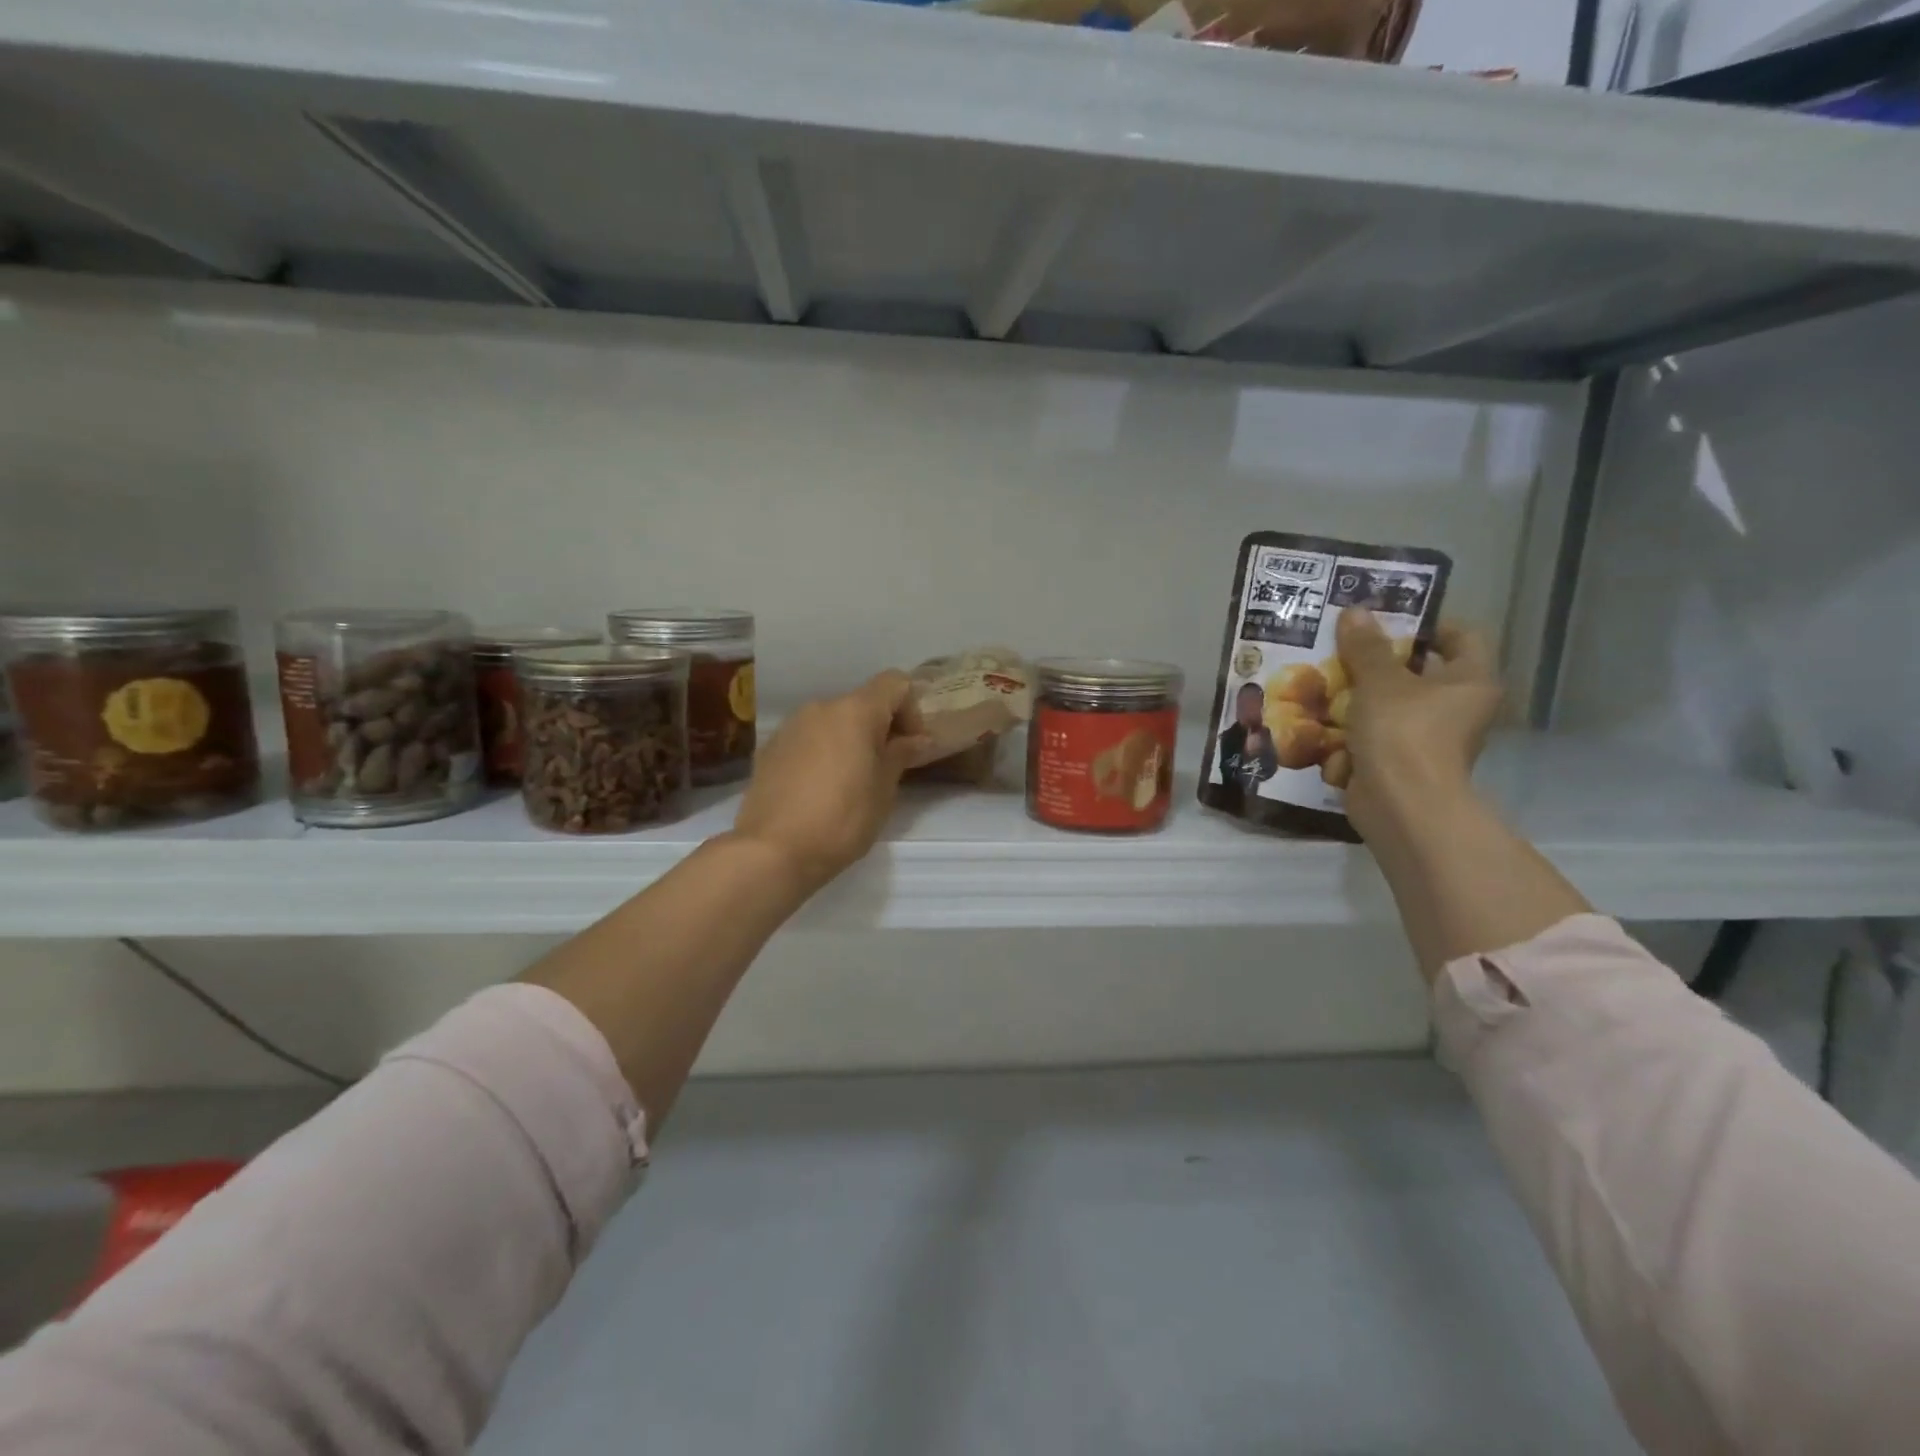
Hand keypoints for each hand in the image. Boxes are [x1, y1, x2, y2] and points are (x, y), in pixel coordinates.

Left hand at [731, 671, 934, 895]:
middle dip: (879, 728)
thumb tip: (917, 739)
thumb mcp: (883, 790)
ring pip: (832, 721)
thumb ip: (901, 755)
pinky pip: (807, 739)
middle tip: (885, 768)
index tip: (910, 745)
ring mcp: (791, 726)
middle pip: (861, 702)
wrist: (772, 850)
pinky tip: (818, 789)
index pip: (894, 682)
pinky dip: (821, 752)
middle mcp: (821, 707)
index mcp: (855, 711)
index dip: (911, 708)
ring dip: (848, 740)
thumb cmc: (841, 819)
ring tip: (849, 781)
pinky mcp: (770, 748)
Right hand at [1336, 608, 1501, 842]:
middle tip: (1343, 647)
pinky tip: (1321, 717)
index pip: (1460, 636)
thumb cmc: (1403, 732)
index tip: (1385, 622)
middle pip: (1420, 671)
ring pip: (1392, 705)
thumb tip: (1354, 611)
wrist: (1401, 804)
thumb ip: (1365, 647)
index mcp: (1471, 680)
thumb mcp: (1379, 681)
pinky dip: (1352, 728)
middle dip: (1379, 661)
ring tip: (1323, 679)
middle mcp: (1459, 708)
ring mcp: (1430, 738)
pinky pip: (1377, 735)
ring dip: (1359, 695)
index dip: (1426, 624)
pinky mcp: (1403, 762)